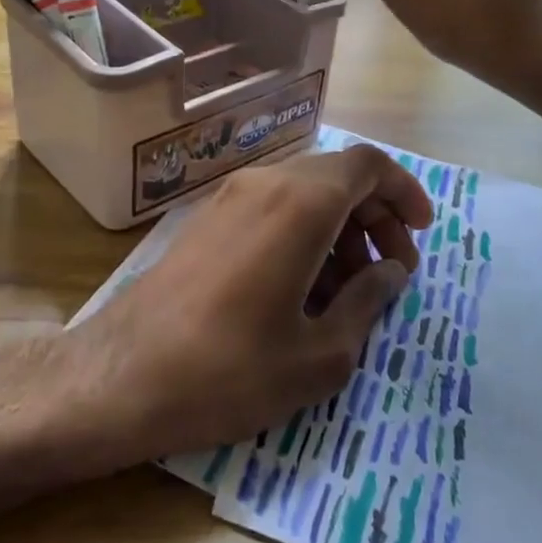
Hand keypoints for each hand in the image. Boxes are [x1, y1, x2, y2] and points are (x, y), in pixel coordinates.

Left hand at [78, 145, 431, 455]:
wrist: (120, 377)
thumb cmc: (228, 371)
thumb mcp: (318, 355)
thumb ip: (367, 303)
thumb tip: (391, 273)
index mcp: (301, 204)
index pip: (368, 165)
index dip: (404, 192)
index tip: (421, 234)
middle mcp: (265, 184)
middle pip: (338, 177)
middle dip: (375, 218)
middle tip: (391, 274)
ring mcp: (230, 198)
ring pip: (305, 192)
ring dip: (340, 229)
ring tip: (349, 292)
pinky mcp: (207, 219)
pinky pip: (272, 208)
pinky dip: (303, 233)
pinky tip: (303, 290)